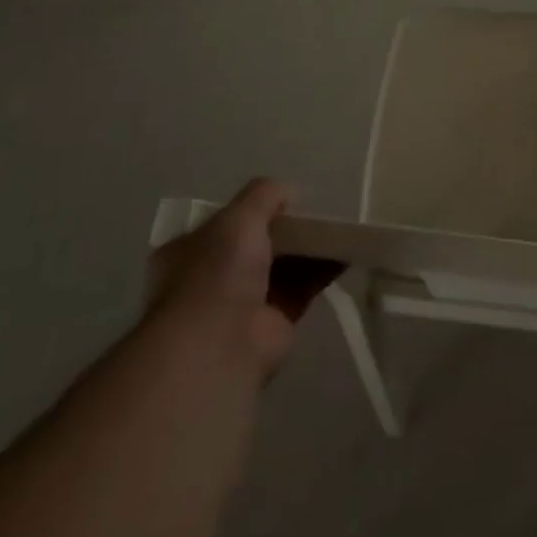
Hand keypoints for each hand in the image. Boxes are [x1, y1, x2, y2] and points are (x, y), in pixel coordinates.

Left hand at [147, 179, 338, 379]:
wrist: (222, 344)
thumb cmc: (217, 272)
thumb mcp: (239, 216)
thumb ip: (264, 195)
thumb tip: (288, 192)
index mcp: (188, 252)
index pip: (223, 223)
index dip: (252, 209)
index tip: (283, 199)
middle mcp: (212, 278)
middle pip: (257, 243)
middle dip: (286, 228)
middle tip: (317, 210)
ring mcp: (243, 302)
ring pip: (283, 264)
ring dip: (309, 246)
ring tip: (340, 225)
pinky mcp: (276, 321)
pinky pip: (304, 286)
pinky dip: (325, 268)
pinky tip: (348, 250)